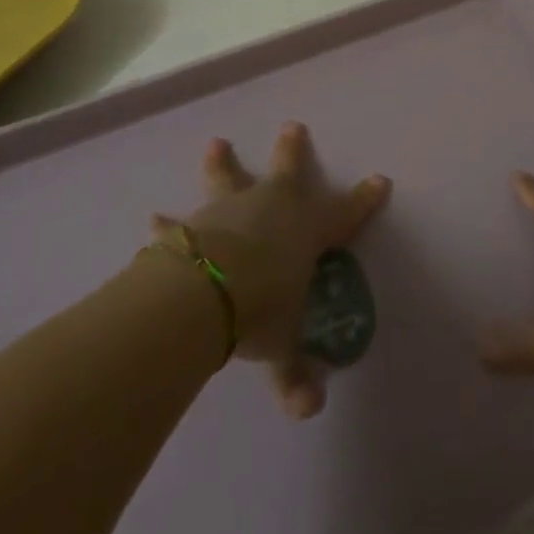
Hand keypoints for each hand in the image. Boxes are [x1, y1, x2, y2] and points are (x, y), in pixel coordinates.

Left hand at [159, 122, 389, 419]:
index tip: (379, 180)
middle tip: (292, 126)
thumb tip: (309, 407)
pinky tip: (154, 220)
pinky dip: (168, 224)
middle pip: (288, 170)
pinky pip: (180, 223)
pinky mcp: (195, 223)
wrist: (206, 291)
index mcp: (305, 229)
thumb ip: (294, 374)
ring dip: (223, 164)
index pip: (344, 213)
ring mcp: (231, 208)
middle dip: (292, 150)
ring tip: (215, 144)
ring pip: (230, 178)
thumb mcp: (282, 345)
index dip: (363, 199)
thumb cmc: (261, 308)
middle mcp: (271, 207)